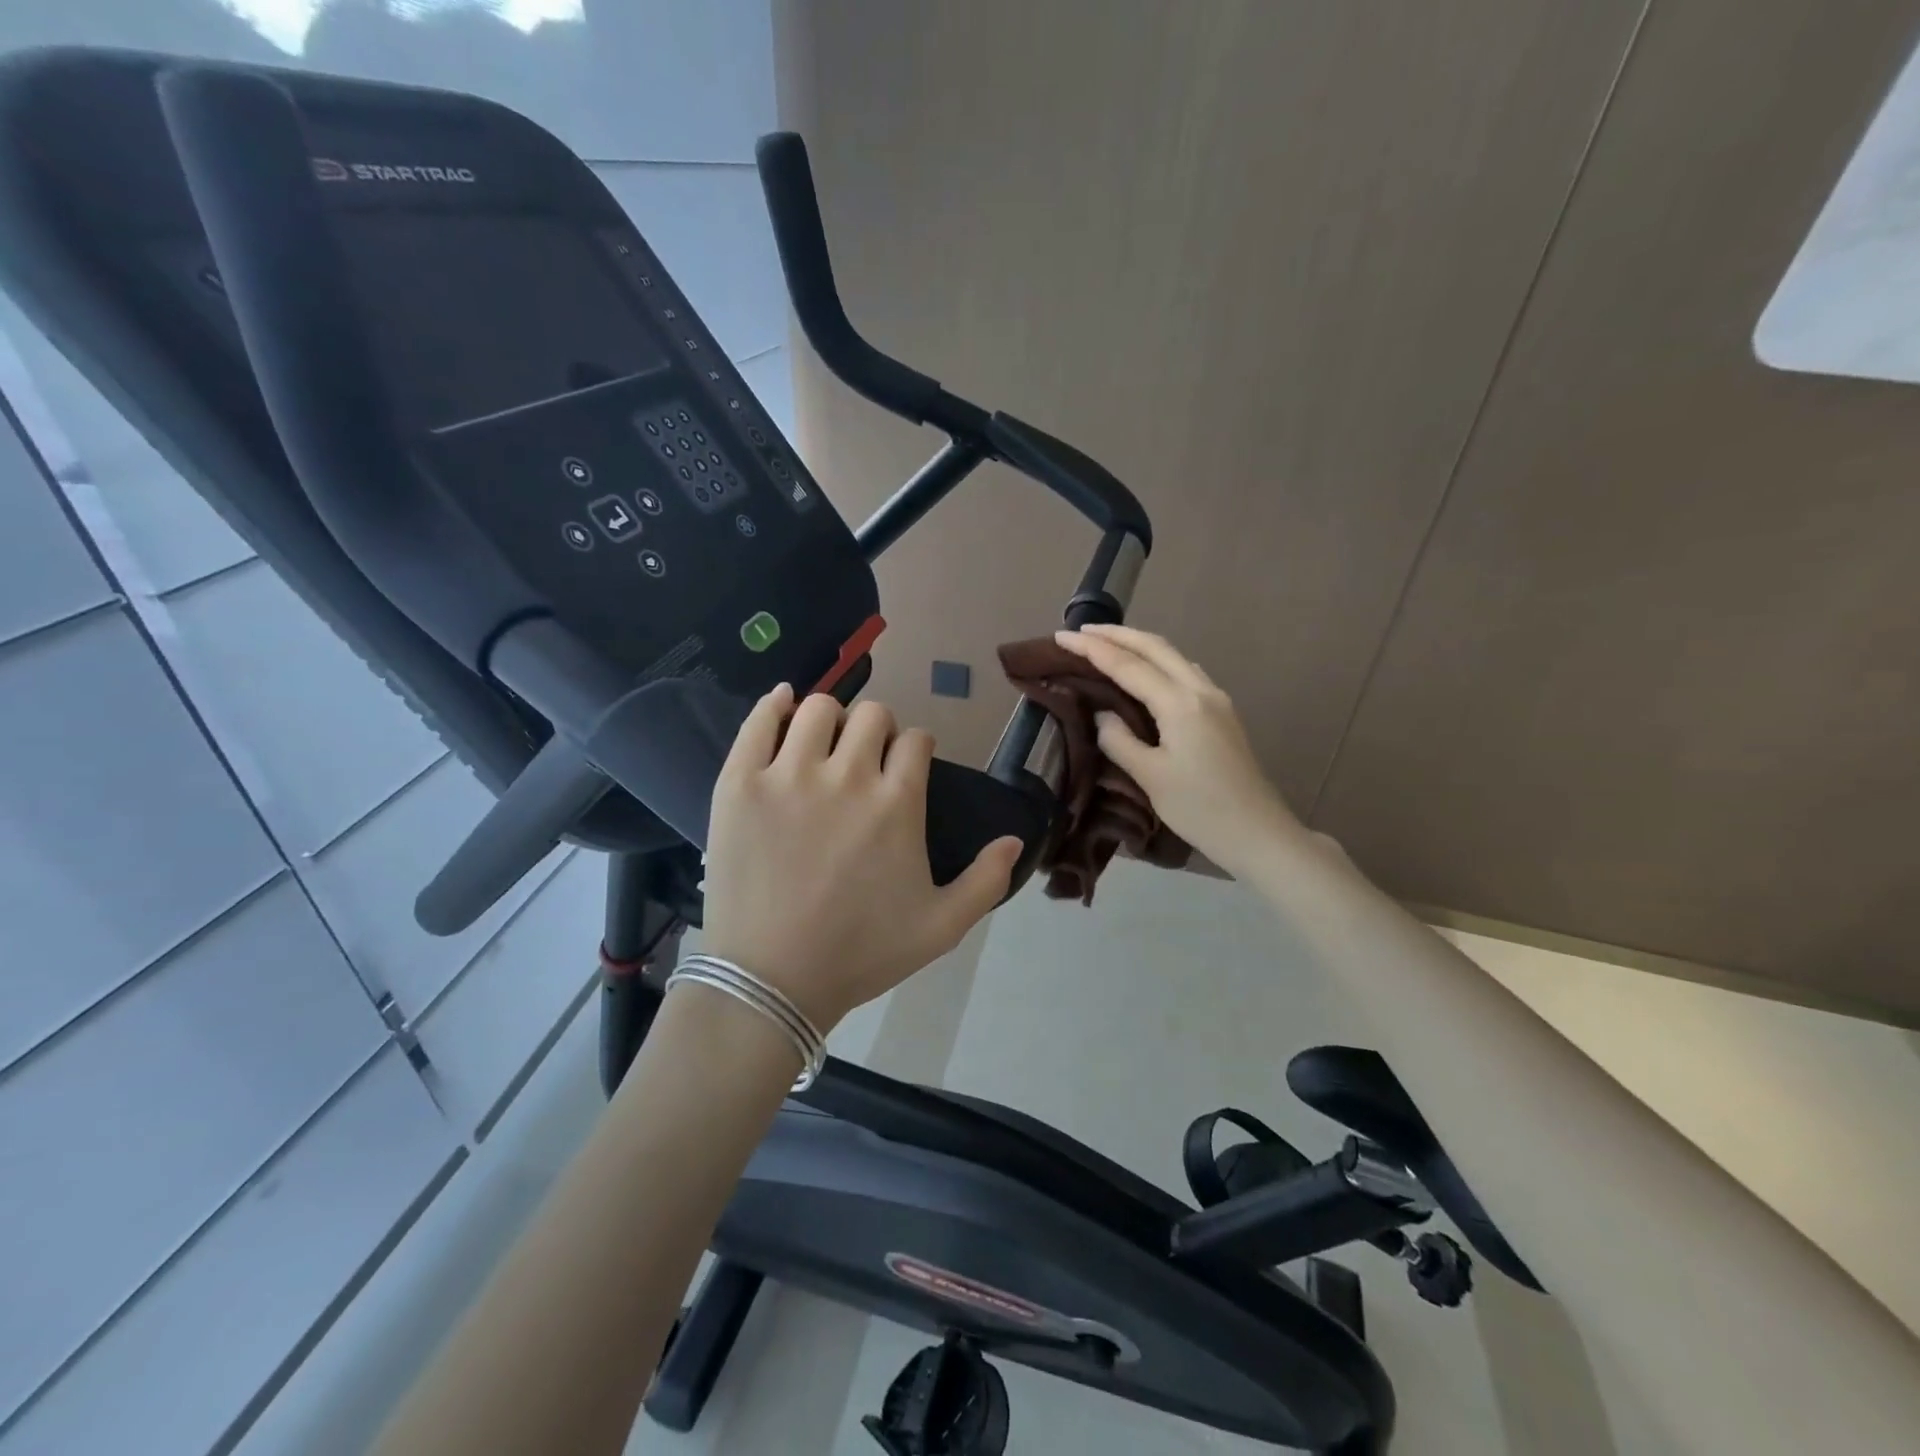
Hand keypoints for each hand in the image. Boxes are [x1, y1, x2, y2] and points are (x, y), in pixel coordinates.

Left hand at [699, 685, 1022, 1030]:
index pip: (916, 741)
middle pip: (873, 714)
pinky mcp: (740, 783)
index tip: (905, 768)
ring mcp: (788, 775)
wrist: (771, 981)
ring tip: (824, 747)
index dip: (915, 750)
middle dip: (878, 731)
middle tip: (864, 761)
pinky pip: (759, 721)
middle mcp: (847, 776)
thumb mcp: (941, 928)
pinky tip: (783, 706)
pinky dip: (774, 704)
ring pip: (819, 708)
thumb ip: (986, 881)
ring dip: (832, 720)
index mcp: (897, 803)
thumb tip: (1014, 838)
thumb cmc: (860, 954)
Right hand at [1054, 624, 1302, 873]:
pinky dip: (1156, 661)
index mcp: (1180, 704)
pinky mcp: (1221, 713)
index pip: (1127, 665)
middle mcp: (1200, 690)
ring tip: (1106, 645)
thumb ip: (1119, 739)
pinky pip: (1183, 672)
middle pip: (1154, 646)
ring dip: (1137, 644)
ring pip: (1172, 656)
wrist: (1258, 833)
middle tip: (1080, 631)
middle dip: (1116, 634)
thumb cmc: (1200, 809)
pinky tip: (1144, 672)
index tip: (1060, 637)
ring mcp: (1215, 699)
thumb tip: (1101, 714)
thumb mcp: (1150, 777)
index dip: (1092, 649)